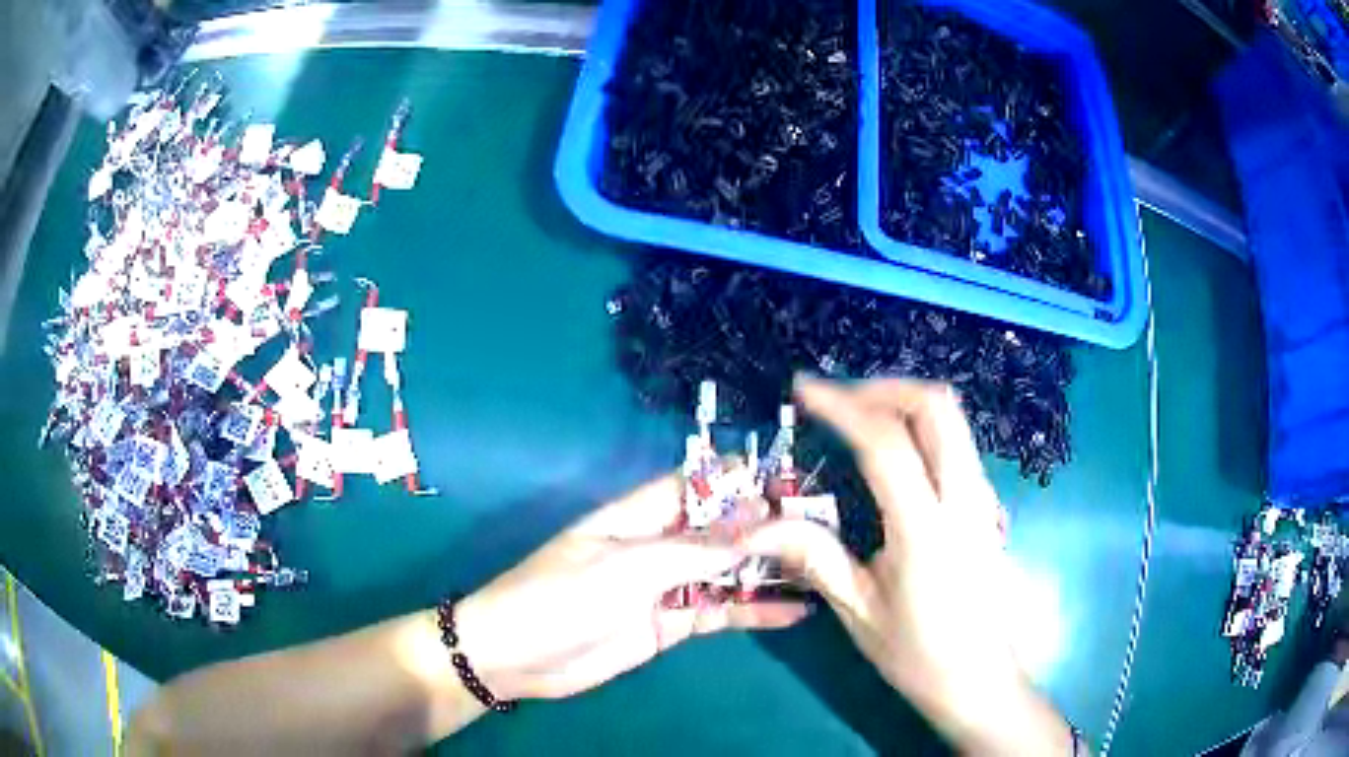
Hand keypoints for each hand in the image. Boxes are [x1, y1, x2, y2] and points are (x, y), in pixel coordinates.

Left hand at [454, 475, 809, 700]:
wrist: (517, 657)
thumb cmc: (562, 598)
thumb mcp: (629, 569)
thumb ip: (696, 549)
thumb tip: (759, 521)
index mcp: (639, 514)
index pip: (698, 483)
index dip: (742, 478)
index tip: (793, 479)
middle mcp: (658, 543)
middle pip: (721, 528)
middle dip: (767, 527)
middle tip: (826, 529)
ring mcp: (666, 586)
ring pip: (727, 570)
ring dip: (768, 569)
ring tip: (823, 567)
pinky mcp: (671, 624)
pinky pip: (719, 611)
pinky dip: (754, 610)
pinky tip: (795, 611)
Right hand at [744, 376, 1068, 754]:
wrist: (979, 678)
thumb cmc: (917, 653)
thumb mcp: (858, 610)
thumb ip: (812, 556)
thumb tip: (752, 527)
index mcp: (926, 529)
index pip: (886, 443)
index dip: (842, 406)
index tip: (804, 390)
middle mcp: (964, 500)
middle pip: (938, 408)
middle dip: (884, 388)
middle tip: (838, 399)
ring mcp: (983, 498)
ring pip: (953, 420)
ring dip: (903, 404)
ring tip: (857, 417)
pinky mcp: (986, 505)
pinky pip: (957, 444)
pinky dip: (921, 428)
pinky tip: (892, 452)